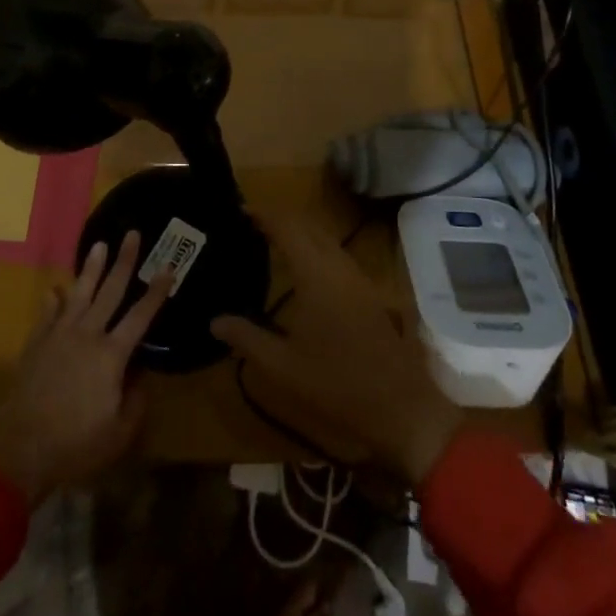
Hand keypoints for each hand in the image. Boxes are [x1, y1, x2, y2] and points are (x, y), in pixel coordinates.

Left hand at [0, 231, 170, 502]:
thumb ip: (135, 403)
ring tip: (99, 244)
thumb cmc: (75, 444)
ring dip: (91, 268)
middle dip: (124, 262)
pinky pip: (47, 314)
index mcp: (111, 355)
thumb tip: (141, 380)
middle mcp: (87, 335)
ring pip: (79, 293)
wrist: (19, 449)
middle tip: (133, 234)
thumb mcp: (118, 434)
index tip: (168, 266)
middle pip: (110, 291)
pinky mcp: (36, 344)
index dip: (157, 291)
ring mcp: (59, 336)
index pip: (141, 315)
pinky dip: (53, 300)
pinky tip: (55, 289)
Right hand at [212, 210, 462, 483]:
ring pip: (326, 238)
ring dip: (301, 232)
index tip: (241, 210)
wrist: (400, 406)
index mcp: (316, 273)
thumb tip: (215, 321)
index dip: (264, 214)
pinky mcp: (369, 292)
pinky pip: (337, 254)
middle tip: (252, 223)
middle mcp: (338, 265)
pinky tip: (305, 269)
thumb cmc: (337, 383)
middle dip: (282, 218)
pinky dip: (316, 247)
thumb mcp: (283, 366)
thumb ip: (247, 338)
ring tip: (273, 241)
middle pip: (309, 225)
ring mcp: (358, 277)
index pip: (287, 227)